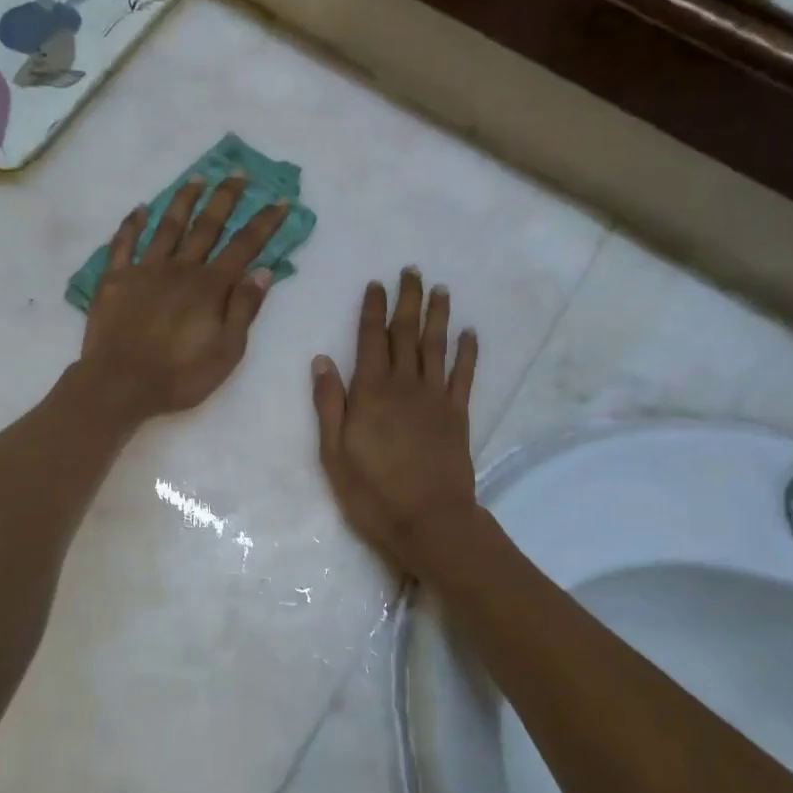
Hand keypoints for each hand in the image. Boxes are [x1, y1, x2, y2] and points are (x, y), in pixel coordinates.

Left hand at [77, 175, 289, 421]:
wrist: (120, 384)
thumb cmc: (180, 375)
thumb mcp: (227, 351)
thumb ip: (244, 309)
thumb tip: (263, 271)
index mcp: (210, 287)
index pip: (244, 247)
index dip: (264, 223)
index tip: (279, 201)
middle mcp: (180, 268)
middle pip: (207, 225)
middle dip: (225, 198)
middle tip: (237, 174)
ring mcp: (145, 270)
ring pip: (168, 226)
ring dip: (184, 200)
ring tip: (197, 178)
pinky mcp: (115, 279)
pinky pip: (123, 244)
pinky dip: (132, 224)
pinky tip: (140, 209)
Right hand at [312, 269, 480, 576]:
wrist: (429, 521)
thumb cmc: (372, 492)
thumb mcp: (334, 453)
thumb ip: (329, 404)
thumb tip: (322, 360)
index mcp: (370, 392)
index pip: (370, 339)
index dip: (373, 310)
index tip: (376, 284)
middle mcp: (405, 385)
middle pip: (406, 333)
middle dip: (408, 300)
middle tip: (412, 271)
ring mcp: (436, 398)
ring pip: (437, 346)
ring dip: (439, 315)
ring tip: (441, 289)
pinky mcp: (458, 415)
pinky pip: (464, 375)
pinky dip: (468, 352)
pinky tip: (470, 333)